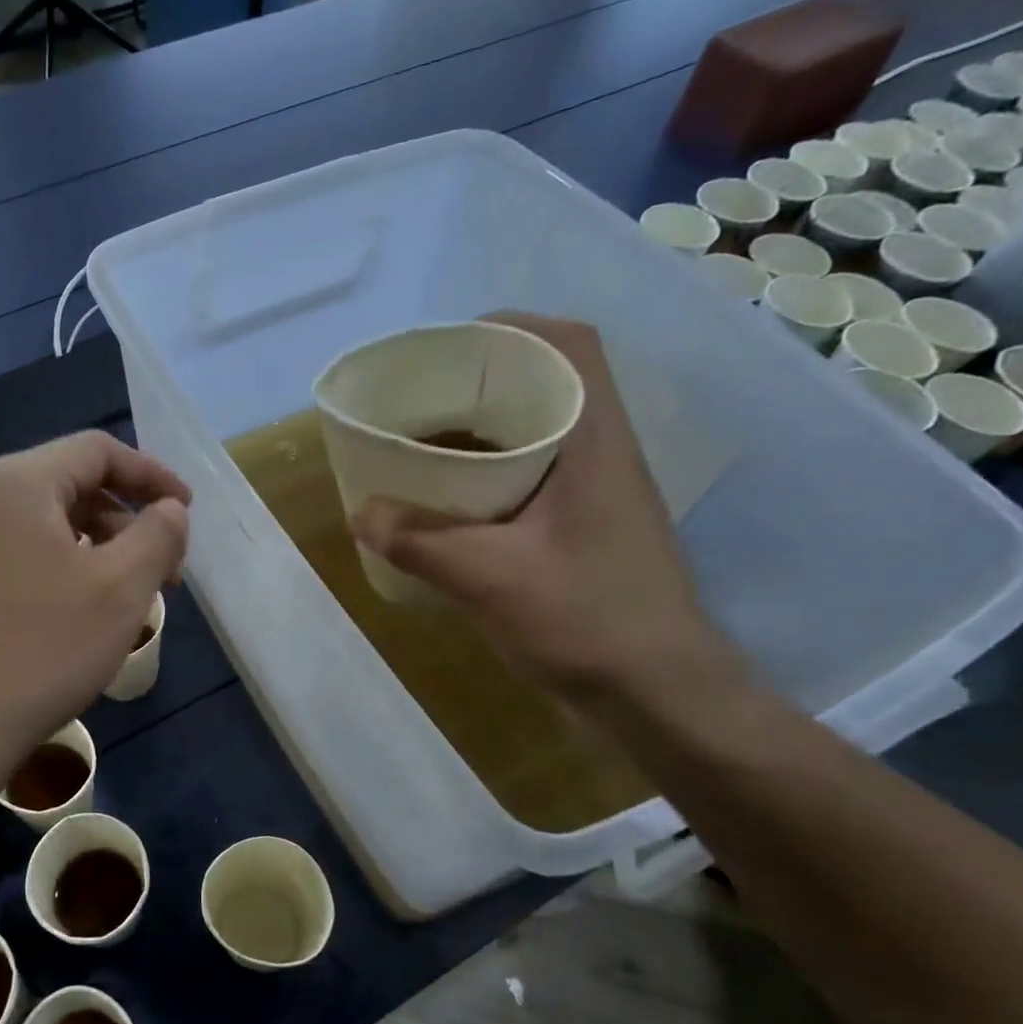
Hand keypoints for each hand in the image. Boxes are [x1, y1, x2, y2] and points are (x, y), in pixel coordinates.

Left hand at [0, 431, 189, 784]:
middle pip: (68, 485)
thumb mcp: (121, 589)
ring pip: (42, 526)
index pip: (97, 450)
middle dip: (126, 519)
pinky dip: (59, 570)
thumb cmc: (42, 650)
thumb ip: (158, 535)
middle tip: (164, 567)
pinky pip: (16, 557)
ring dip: (95, 548)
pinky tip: (75, 616)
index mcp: (17, 482)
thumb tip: (170, 509)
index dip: (152, 475)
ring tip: (126, 597)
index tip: (187, 511)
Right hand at [350, 312, 739, 713]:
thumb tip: (363, 513)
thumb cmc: (587, 621)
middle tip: (419, 398)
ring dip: (482, 433)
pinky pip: (532, 480)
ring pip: (538, 436)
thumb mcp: (490, 579)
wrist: (659, 695)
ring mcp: (597, 496)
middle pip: (547, 385)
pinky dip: (489, 477)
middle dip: (481, 381)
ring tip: (423, 444)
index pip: (571, 346)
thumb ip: (420, 543)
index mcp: (594, 442)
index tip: (451, 345)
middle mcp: (602, 456)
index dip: (513, 328)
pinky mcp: (585, 531)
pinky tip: (449, 504)